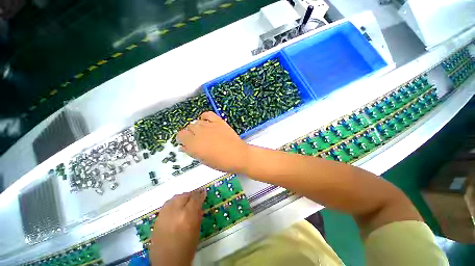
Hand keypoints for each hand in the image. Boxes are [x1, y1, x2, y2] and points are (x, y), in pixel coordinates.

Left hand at [150, 190, 206, 265]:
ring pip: (175, 197)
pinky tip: (176, 207)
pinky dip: (173, 202)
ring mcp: (165, 214)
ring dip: (182, 197)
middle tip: (195, 197)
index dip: (200, 194)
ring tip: (186, 201)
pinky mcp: (158, 218)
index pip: (195, 198)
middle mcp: (175, 211)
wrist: (167, 263)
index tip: (203, 192)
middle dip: (191, 195)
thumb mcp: (197, 231)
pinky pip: (167, 204)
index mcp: (187, 215)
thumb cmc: (187, 248)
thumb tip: (200, 204)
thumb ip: (198, 215)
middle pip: (184, 195)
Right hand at [177, 111, 249, 173]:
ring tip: (203, 133)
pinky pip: (207, 114)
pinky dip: (205, 117)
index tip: (186, 143)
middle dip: (190, 134)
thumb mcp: (203, 160)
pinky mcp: (219, 121)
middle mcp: (200, 133)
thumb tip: (183, 147)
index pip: (180, 135)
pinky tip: (206, 122)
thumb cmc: (221, 162)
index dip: (182, 139)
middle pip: (188, 128)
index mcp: (194, 145)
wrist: (238, 155)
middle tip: (196, 140)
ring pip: (196, 122)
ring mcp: (210, 126)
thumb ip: (191, 152)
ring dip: (197, 127)